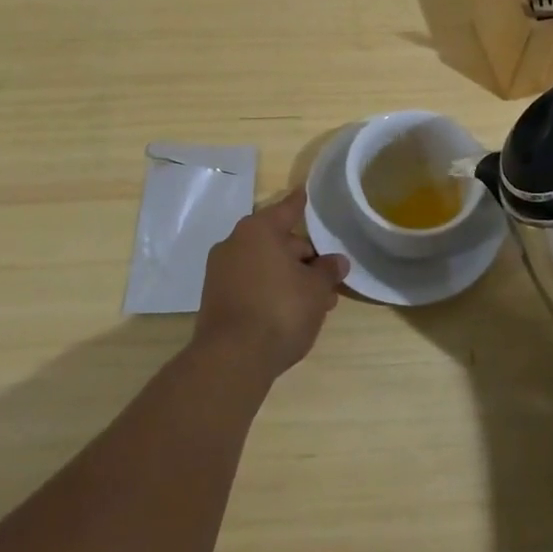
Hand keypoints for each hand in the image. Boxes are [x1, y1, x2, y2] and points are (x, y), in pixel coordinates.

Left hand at [195, 189, 348, 380]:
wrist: (231, 360)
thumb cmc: (280, 310)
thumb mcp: (316, 290)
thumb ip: (328, 271)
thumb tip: (337, 261)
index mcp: (258, 230)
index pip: (288, 209)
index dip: (302, 203)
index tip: (306, 191)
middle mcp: (235, 243)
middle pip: (277, 241)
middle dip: (304, 258)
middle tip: (328, 278)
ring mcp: (220, 273)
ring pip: (265, 266)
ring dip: (290, 279)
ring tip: (317, 302)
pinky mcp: (215, 300)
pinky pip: (251, 285)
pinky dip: (270, 292)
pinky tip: (290, 313)